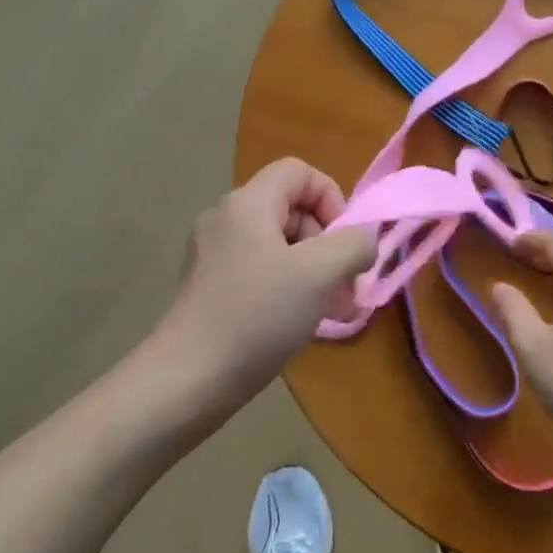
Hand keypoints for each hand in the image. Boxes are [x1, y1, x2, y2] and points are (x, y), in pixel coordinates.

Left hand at [146, 158, 376, 417]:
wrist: (188, 380)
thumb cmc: (257, 316)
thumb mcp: (320, 274)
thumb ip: (354, 244)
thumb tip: (365, 238)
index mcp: (247, 203)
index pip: (300, 172)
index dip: (332, 198)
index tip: (345, 243)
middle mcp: (226, 219)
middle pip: (292, 209)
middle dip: (328, 244)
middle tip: (345, 287)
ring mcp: (214, 254)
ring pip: (279, 246)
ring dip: (314, 271)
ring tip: (335, 311)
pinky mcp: (210, 286)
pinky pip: (261, 271)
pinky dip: (289, 288)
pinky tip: (303, 323)